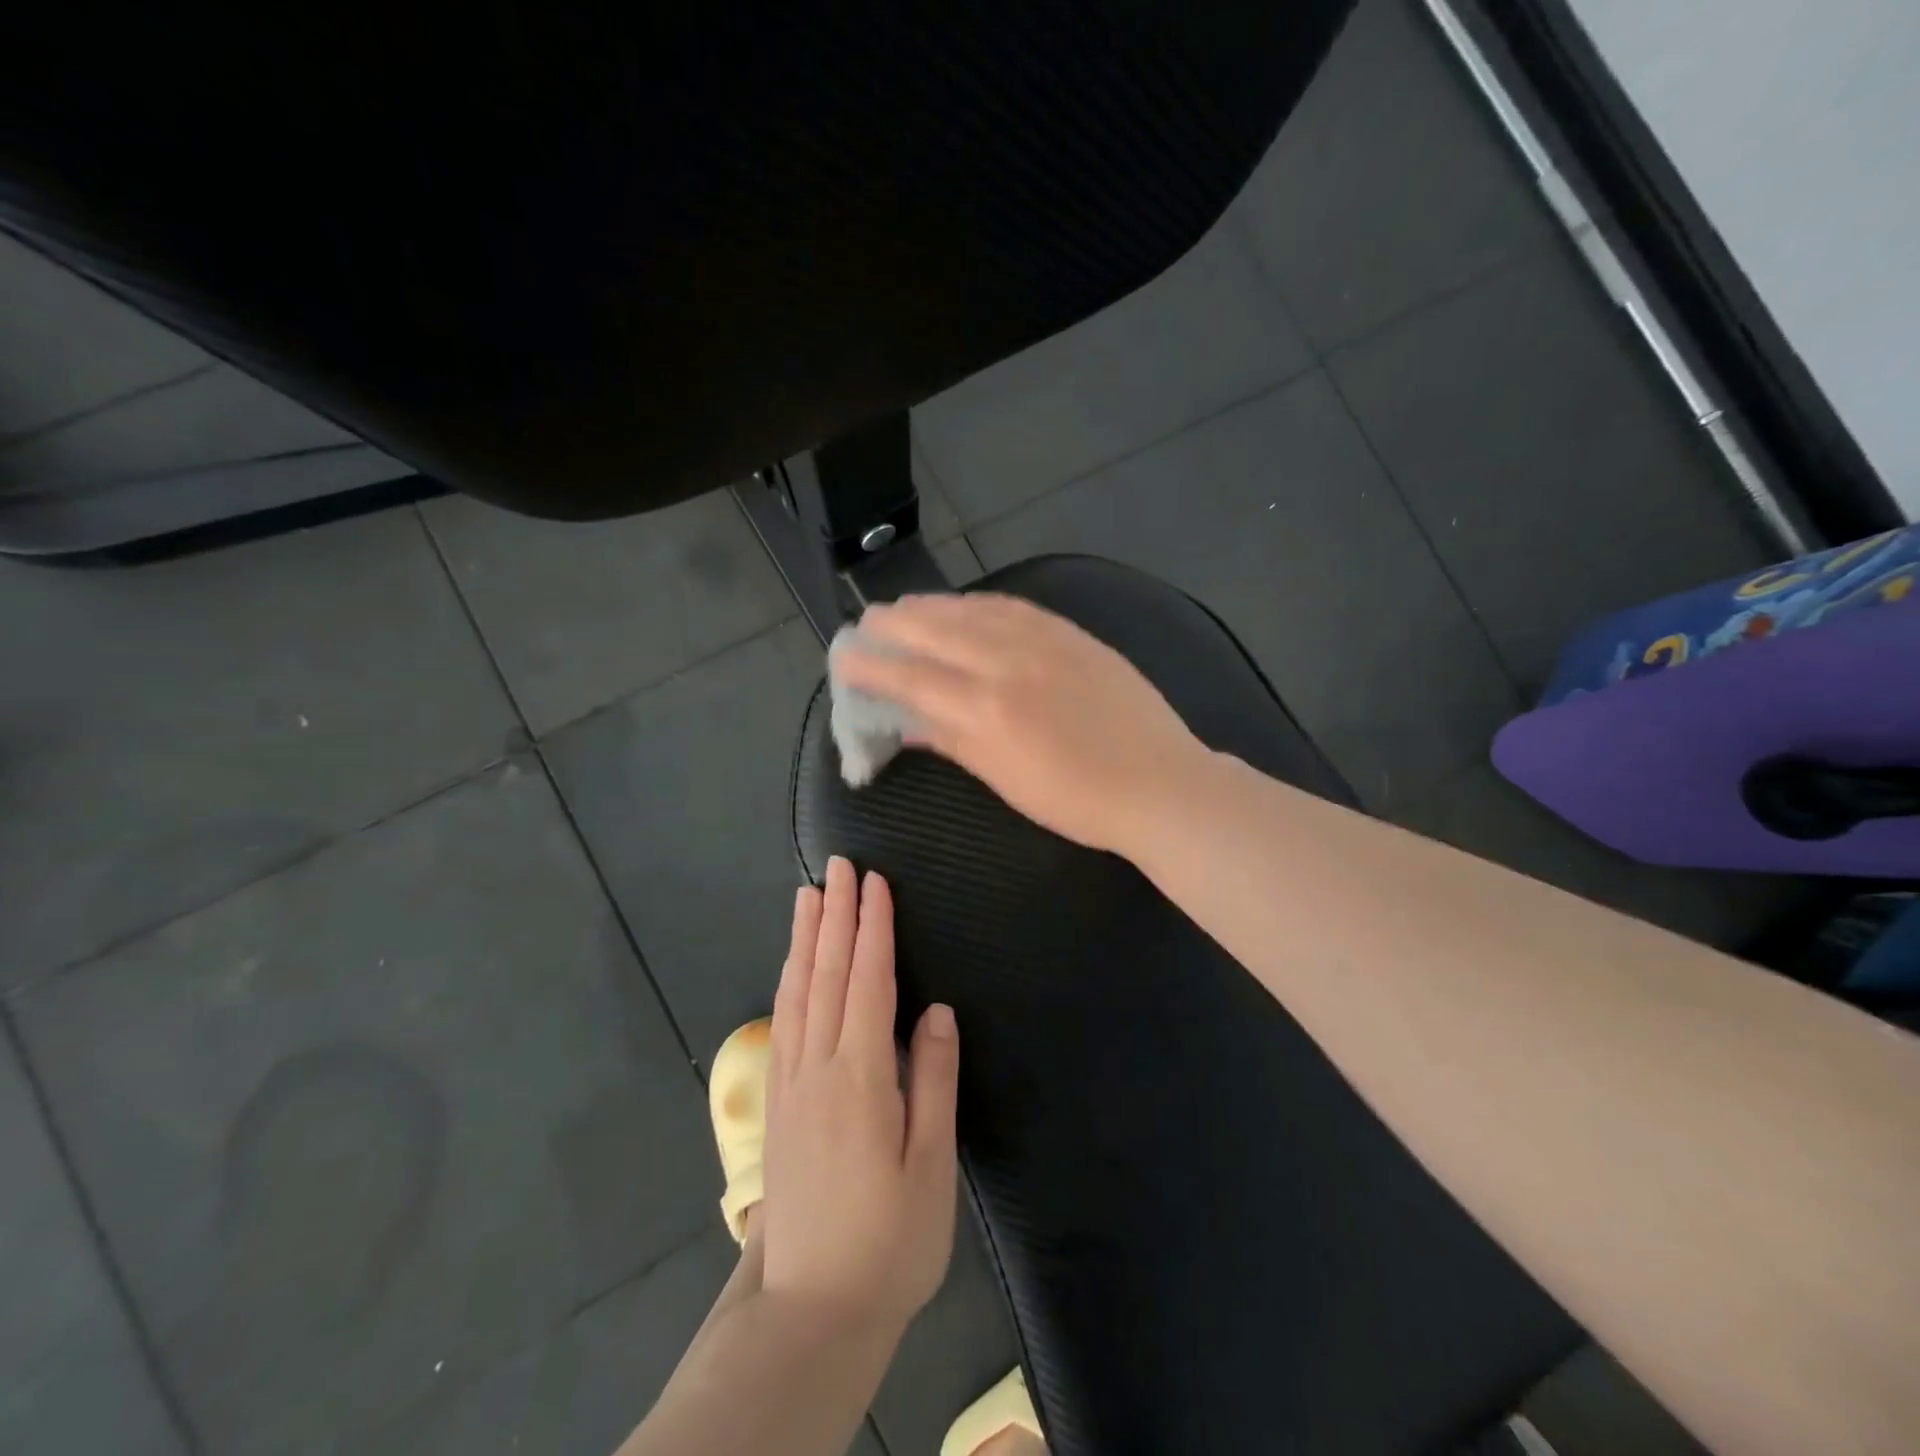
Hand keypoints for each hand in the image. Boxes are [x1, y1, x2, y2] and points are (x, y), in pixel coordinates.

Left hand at [762, 857, 958, 1335]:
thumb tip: (938, 1012)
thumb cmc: (889, 1240)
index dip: (872, 928)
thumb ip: (933, 1083)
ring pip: (797, 991)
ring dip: (806, 937)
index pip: (868, 983)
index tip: (874, 883)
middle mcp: (818, 1067)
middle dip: (836, 915)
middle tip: (838, 866)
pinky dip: (789, 978)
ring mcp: (790, 1082)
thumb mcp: (930, 1169)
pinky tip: (793, 962)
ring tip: (808, 894)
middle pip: (828, 974)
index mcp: (861, 1079)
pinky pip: (782, 1020)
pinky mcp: (776, 1101)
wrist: (811, 1307)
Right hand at [837, 593, 1208, 855]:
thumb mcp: (1005, 780)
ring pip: (973, 611)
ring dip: (931, 606)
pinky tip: (966, 604)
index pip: (913, 677)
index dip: (873, 666)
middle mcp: (1008, 662)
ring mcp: (1044, 641)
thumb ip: (953, 742)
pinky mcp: (1073, 634)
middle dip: (894, 624)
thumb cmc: (1077, 801)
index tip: (845, 657)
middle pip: (936, 632)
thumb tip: (907, 723)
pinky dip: (980, 602)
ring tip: (904, 606)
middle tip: (866, 622)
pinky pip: (1015, 606)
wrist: (1159, 783)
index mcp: (987, 708)